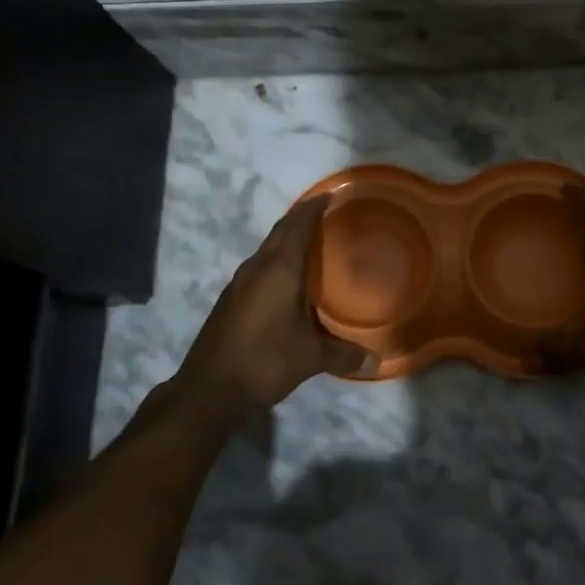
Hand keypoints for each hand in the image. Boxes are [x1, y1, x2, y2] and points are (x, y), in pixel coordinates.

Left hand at [177, 197, 372, 413]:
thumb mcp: (310, 358)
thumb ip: (344, 355)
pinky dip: (276, 260)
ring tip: (311, 242)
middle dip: (301, 218)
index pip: (298, 225)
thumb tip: (376, 362)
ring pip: (267, 249)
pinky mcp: (230, 300)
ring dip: (287, 239)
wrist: (208, 390)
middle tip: (325, 213)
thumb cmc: (265, 361)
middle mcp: (257, 268)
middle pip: (280, 232)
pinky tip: (287, 278)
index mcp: (279, 269)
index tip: (330, 195)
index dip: (313, 207)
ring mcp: (239, 283)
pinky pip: (259, 267)